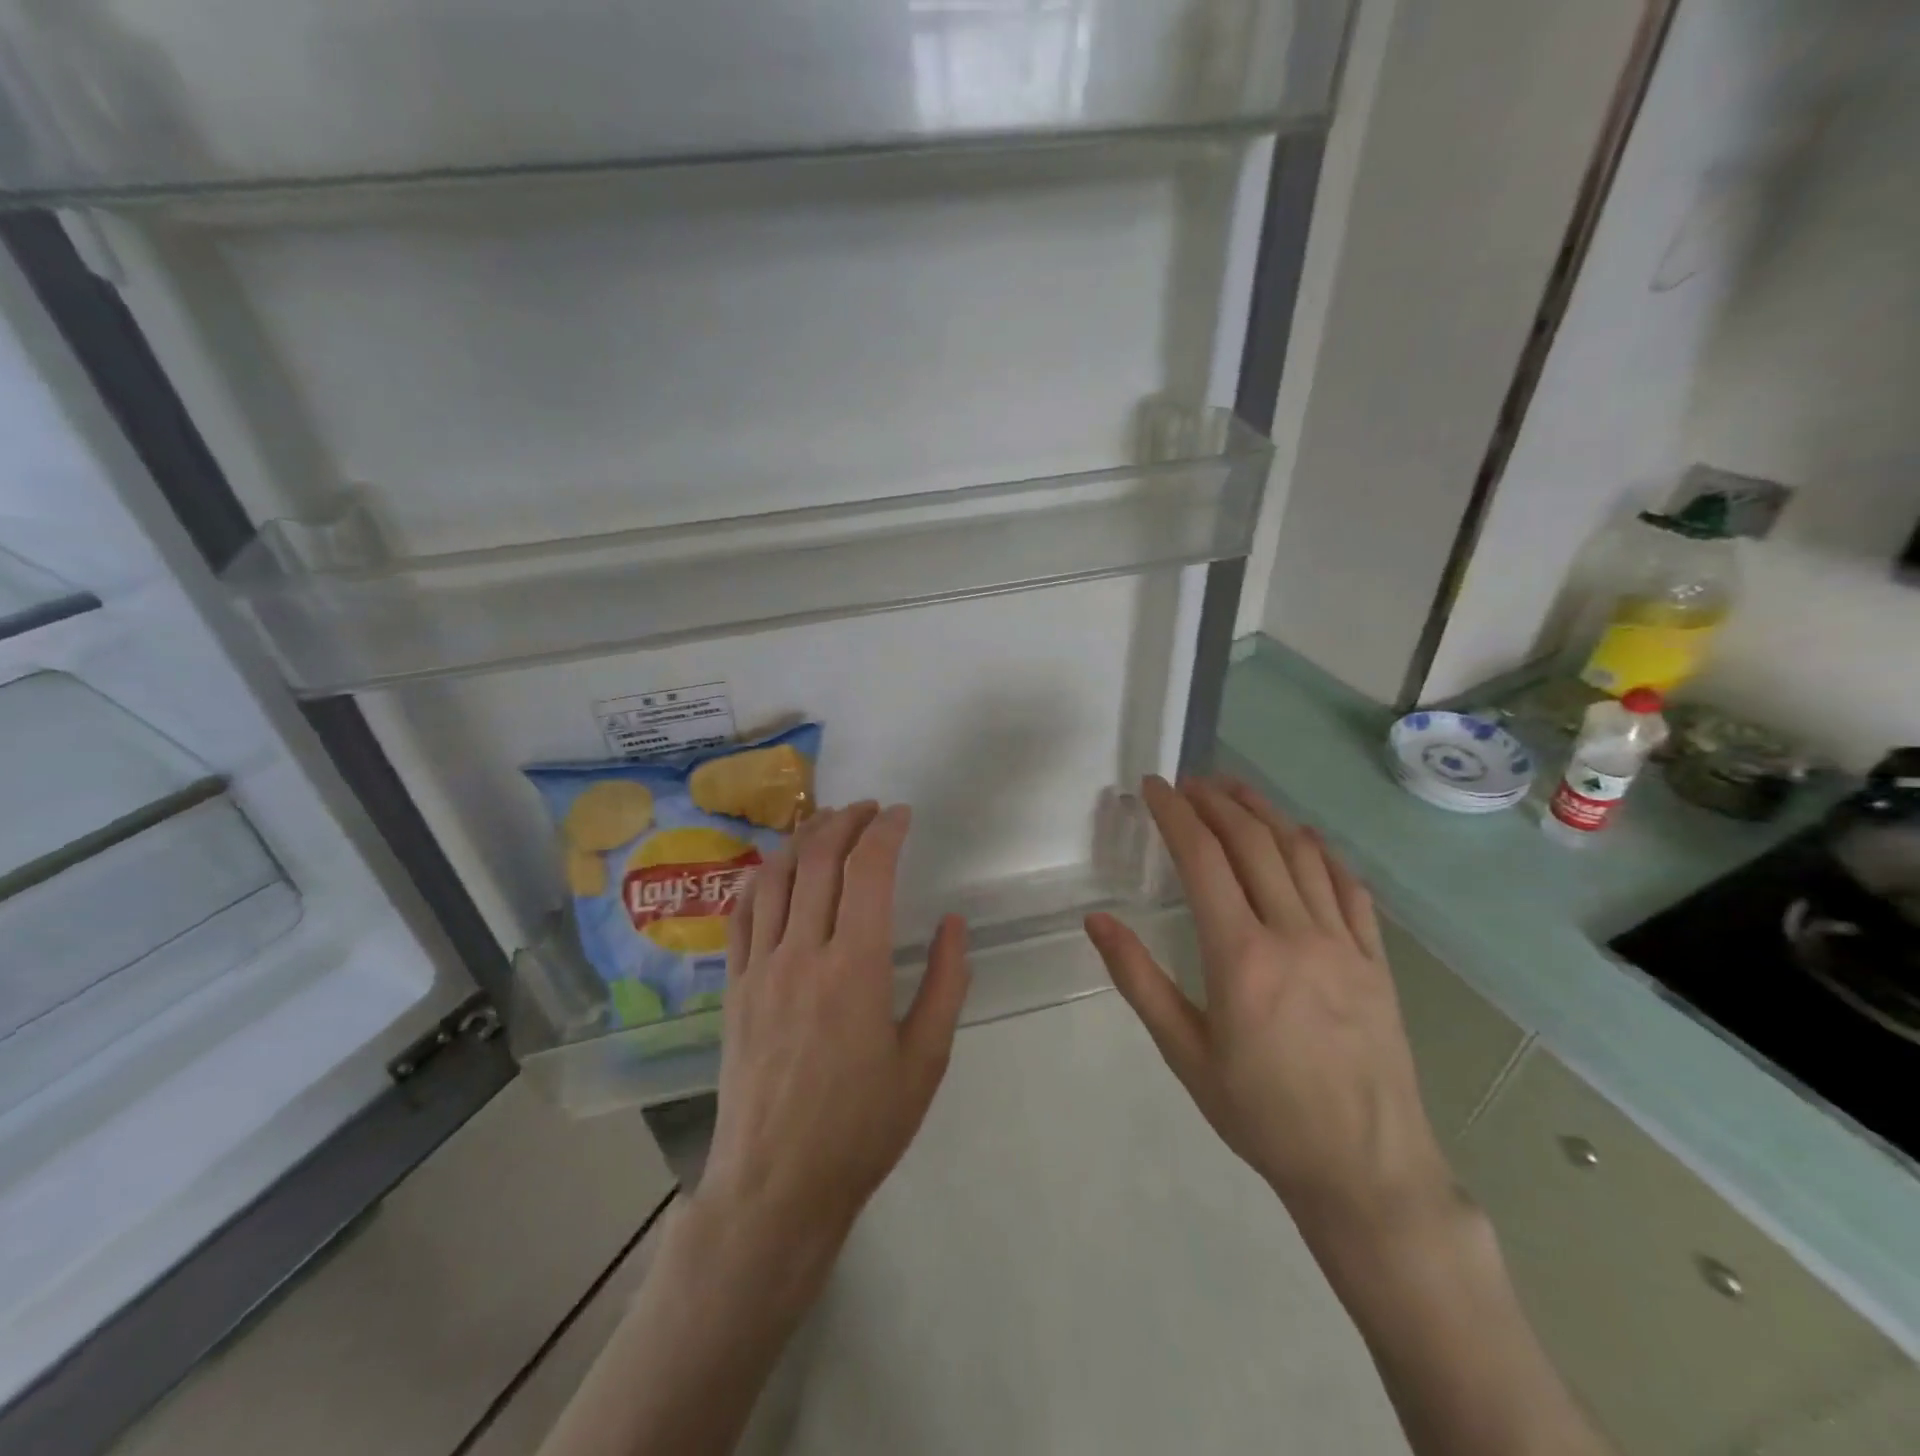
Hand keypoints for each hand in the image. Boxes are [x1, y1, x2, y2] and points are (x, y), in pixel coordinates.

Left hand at [697, 803, 970, 1275]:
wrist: (776, 1186)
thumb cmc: (862, 1128)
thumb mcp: (925, 1061)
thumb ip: (944, 985)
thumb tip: (953, 924)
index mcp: (855, 968)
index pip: (868, 870)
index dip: (886, 831)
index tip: (901, 816)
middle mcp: (802, 953)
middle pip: (818, 859)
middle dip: (844, 820)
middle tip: (867, 810)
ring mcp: (759, 968)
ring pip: (774, 876)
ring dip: (801, 839)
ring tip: (824, 823)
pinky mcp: (732, 987)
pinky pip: (740, 915)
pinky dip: (758, 878)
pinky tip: (773, 868)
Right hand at [1086, 776, 1450, 1238]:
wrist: (1366, 1171)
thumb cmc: (1262, 1115)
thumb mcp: (1185, 1053)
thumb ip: (1138, 979)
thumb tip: (1097, 920)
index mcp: (1241, 956)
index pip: (1202, 859)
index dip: (1174, 814)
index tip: (1153, 787)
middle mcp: (1295, 934)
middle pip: (1252, 842)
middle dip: (1215, 801)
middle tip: (1187, 782)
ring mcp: (1343, 943)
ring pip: (1301, 853)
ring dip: (1264, 812)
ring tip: (1235, 790)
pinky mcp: (1376, 960)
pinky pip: (1349, 887)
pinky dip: (1320, 851)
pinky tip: (1303, 837)